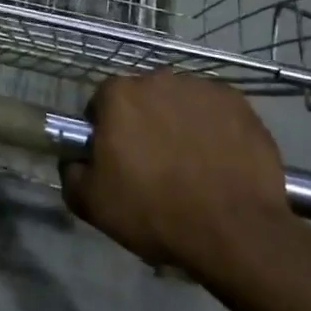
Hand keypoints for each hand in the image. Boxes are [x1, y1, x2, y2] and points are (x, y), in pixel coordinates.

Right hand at [62, 72, 307, 274]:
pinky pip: (215, 111)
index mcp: (119, 95)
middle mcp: (159, 79)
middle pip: (142, 98)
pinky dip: (213, 129)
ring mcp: (202, 88)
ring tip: (191, 165)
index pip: (101, 103)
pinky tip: (219, 161)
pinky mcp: (238, 103)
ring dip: (178, 124)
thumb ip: (71, 174)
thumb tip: (74, 161)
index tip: (115, 159)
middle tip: (154, 164)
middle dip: (143, 123)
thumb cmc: (155, 212)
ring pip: (180, 103)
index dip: (105, 131)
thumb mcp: (93, 204)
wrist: (234, 231)